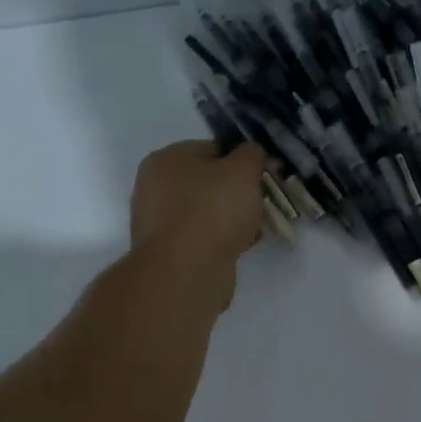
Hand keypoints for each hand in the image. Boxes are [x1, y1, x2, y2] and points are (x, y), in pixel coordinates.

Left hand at [129, 141, 268, 303]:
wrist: (187, 271)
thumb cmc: (213, 210)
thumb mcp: (243, 170)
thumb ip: (252, 154)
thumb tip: (251, 154)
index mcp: (166, 159)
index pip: (213, 149)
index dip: (243, 161)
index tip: (265, 177)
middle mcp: (155, 187)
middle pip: (209, 182)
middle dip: (239, 193)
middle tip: (262, 203)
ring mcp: (159, 222)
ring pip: (207, 212)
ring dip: (232, 218)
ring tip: (256, 228)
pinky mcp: (168, 252)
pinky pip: (202, 237)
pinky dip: (221, 240)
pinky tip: (241, 246)